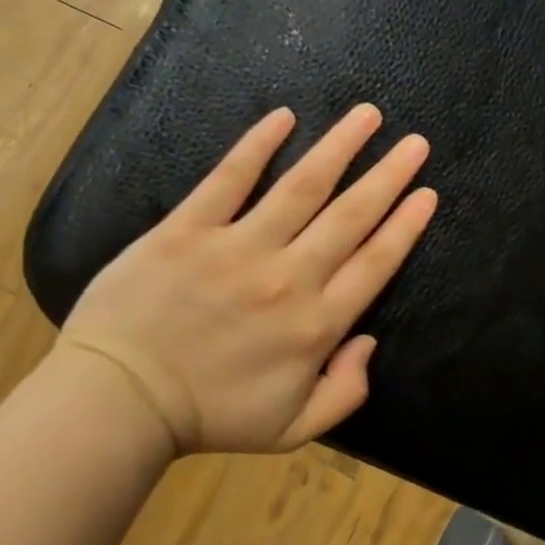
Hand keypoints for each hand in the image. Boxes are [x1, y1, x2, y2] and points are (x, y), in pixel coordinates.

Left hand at [58, 104, 436, 455]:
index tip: (426, 193)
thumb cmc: (212, 417)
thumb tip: (368, 342)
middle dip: (389, 176)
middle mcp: (289, 277)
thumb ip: (347, 390)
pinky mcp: (187, 231)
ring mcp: (237, 248)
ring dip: (339, 148)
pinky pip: (228, 179)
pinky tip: (284, 117)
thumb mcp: (296, 428)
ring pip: (301, 187)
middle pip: (351, 216)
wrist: (118, 403)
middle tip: (416, 143)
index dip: (406, 225)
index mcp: (318, 324)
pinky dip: (257, 146)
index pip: (376, 262)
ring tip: (368, 116)